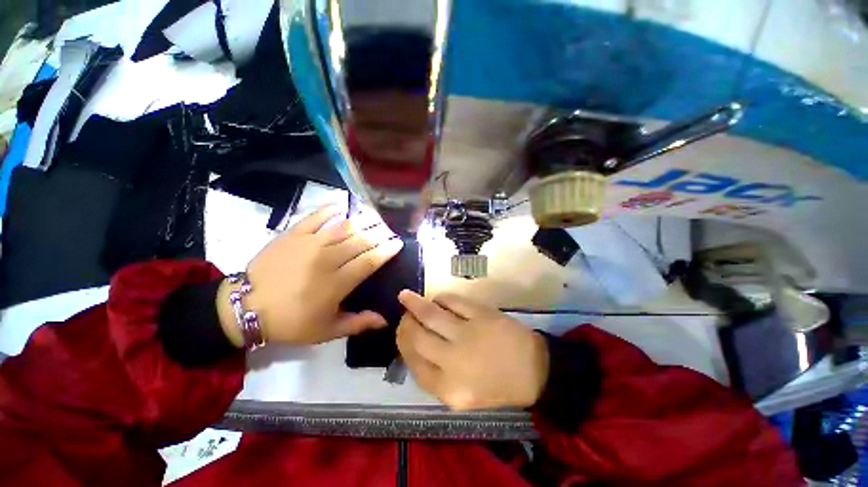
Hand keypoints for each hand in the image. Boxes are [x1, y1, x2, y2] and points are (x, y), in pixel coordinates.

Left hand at [217, 205, 403, 345]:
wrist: (245, 307)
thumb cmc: (290, 322)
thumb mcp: (326, 331)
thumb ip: (358, 323)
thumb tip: (385, 319)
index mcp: (337, 282)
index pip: (370, 261)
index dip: (387, 250)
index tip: (398, 243)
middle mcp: (328, 258)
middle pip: (361, 240)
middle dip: (379, 234)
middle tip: (389, 231)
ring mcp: (310, 243)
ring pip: (344, 227)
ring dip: (363, 221)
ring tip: (374, 219)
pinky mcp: (294, 234)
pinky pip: (317, 216)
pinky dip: (332, 210)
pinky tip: (343, 207)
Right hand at [396, 291, 548, 410]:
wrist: (535, 370)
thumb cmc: (498, 386)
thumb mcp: (463, 396)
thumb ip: (435, 377)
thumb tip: (414, 347)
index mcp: (449, 389)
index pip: (413, 362)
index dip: (403, 344)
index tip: (402, 333)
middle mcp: (454, 361)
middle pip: (417, 337)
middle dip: (405, 324)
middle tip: (404, 315)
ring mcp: (468, 334)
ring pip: (430, 314)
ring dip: (414, 304)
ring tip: (406, 297)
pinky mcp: (481, 314)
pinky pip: (452, 301)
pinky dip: (441, 298)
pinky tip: (437, 299)